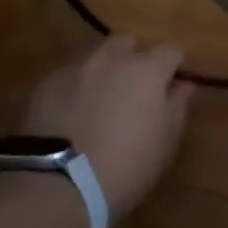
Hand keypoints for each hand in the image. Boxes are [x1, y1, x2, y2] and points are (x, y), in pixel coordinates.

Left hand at [16, 36, 192, 219]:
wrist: (56, 185)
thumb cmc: (126, 165)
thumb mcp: (166, 141)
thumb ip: (178, 105)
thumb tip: (183, 84)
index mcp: (146, 70)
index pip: (171, 49)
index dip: (175, 65)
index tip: (173, 86)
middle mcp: (110, 59)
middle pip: (128, 42)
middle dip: (136, 57)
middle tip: (137, 88)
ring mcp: (74, 69)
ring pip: (96, 55)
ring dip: (105, 69)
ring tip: (103, 99)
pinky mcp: (44, 85)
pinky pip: (69, 75)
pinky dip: (77, 86)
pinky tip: (74, 112)